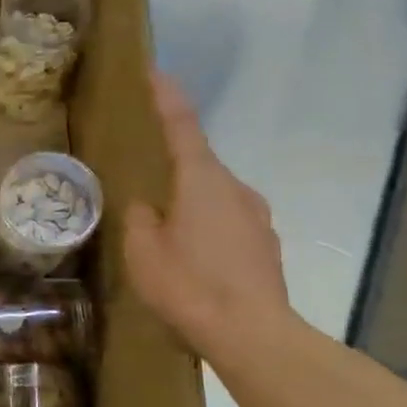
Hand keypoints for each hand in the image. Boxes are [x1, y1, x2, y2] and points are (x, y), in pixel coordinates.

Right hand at [125, 73, 292, 360]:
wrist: (252, 335)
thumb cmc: (189, 285)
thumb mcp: (142, 251)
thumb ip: (139, 220)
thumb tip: (147, 207)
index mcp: (201, 181)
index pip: (182, 127)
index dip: (168, 99)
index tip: (157, 71)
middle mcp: (235, 189)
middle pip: (200, 166)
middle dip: (175, 172)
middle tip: (148, 194)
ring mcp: (257, 217)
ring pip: (215, 198)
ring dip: (191, 207)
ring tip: (169, 240)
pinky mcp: (266, 246)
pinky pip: (229, 224)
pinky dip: (209, 231)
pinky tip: (195, 263)